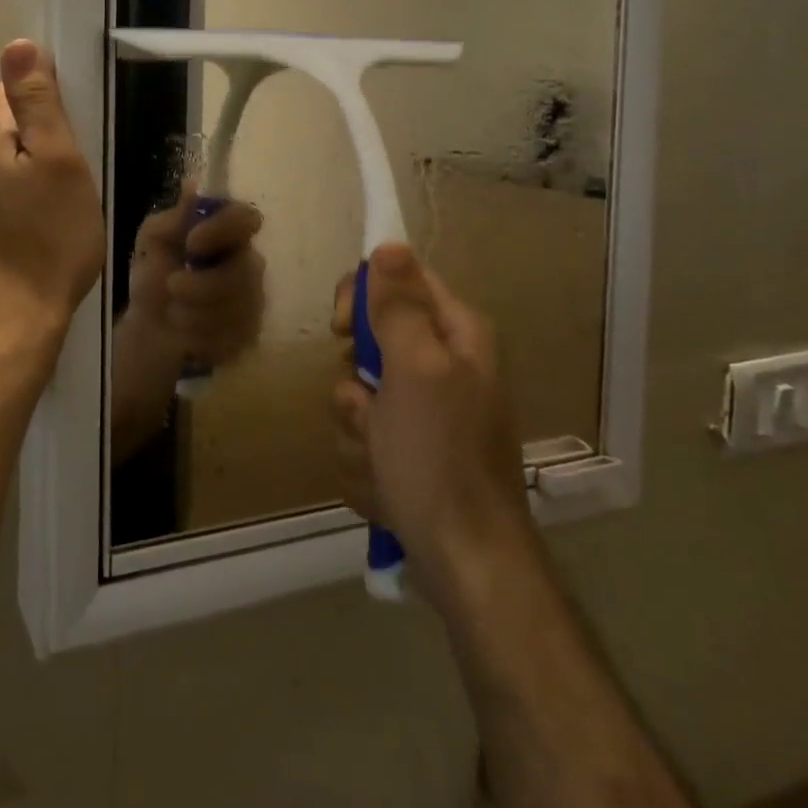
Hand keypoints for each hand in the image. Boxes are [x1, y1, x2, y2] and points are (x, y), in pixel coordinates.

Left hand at [0, 40, 104, 356]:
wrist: (15, 322)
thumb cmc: (49, 239)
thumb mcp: (59, 162)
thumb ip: (37, 103)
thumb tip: (18, 45)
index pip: (10, 89)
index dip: (47, 99)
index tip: (76, 128)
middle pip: (6, 125)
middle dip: (41, 136)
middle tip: (79, 169)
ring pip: (4, 163)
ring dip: (33, 169)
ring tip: (66, 199)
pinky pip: (0, 194)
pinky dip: (23, 197)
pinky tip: (44, 224)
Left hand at [124, 182, 265, 365]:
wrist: (149, 326)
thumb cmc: (154, 274)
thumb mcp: (153, 240)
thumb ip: (174, 217)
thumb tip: (194, 185)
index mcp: (228, 233)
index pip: (247, 218)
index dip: (224, 228)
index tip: (192, 242)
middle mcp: (249, 263)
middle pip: (245, 270)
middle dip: (203, 284)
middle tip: (172, 286)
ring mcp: (254, 301)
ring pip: (238, 308)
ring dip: (195, 312)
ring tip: (173, 312)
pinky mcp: (249, 335)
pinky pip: (233, 337)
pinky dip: (200, 336)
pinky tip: (186, 333)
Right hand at [329, 245, 533, 606]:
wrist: (466, 563)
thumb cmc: (439, 457)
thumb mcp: (415, 370)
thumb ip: (398, 306)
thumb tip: (389, 244)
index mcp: (455, 334)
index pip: (398, 279)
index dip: (363, 295)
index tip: (342, 328)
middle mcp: (443, 365)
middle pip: (371, 340)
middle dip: (355, 381)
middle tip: (367, 407)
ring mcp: (426, 413)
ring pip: (358, 394)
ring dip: (358, 429)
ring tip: (382, 459)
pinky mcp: (410, 452)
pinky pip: (364, 436)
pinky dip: (366, 460)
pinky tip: (385, 486)